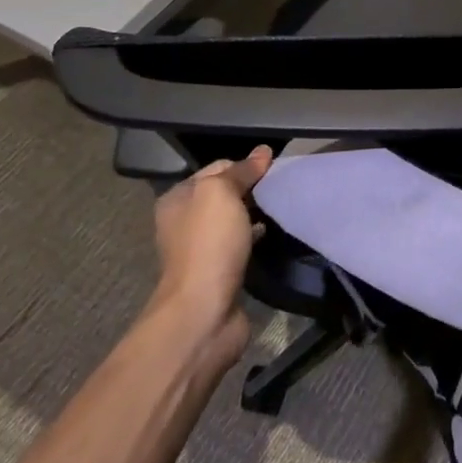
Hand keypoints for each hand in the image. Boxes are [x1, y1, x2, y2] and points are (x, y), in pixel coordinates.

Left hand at [147, 146, 271, 358]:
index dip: (245, 165)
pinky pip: (241, 244)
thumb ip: (241, 171)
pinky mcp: (219, 272)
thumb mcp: (221, 193)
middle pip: (226, 194)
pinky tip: (273, 235)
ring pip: (234, 220)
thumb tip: (263, 152)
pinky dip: (256, 238)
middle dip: (252, 189)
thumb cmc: (208, 244)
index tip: (274, 169)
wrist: (203, 310)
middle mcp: (184, 221)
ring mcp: (201, 248)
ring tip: (283, 208)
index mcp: (178, 198)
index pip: (217, 167)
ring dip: (256, 214)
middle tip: (282, 188)